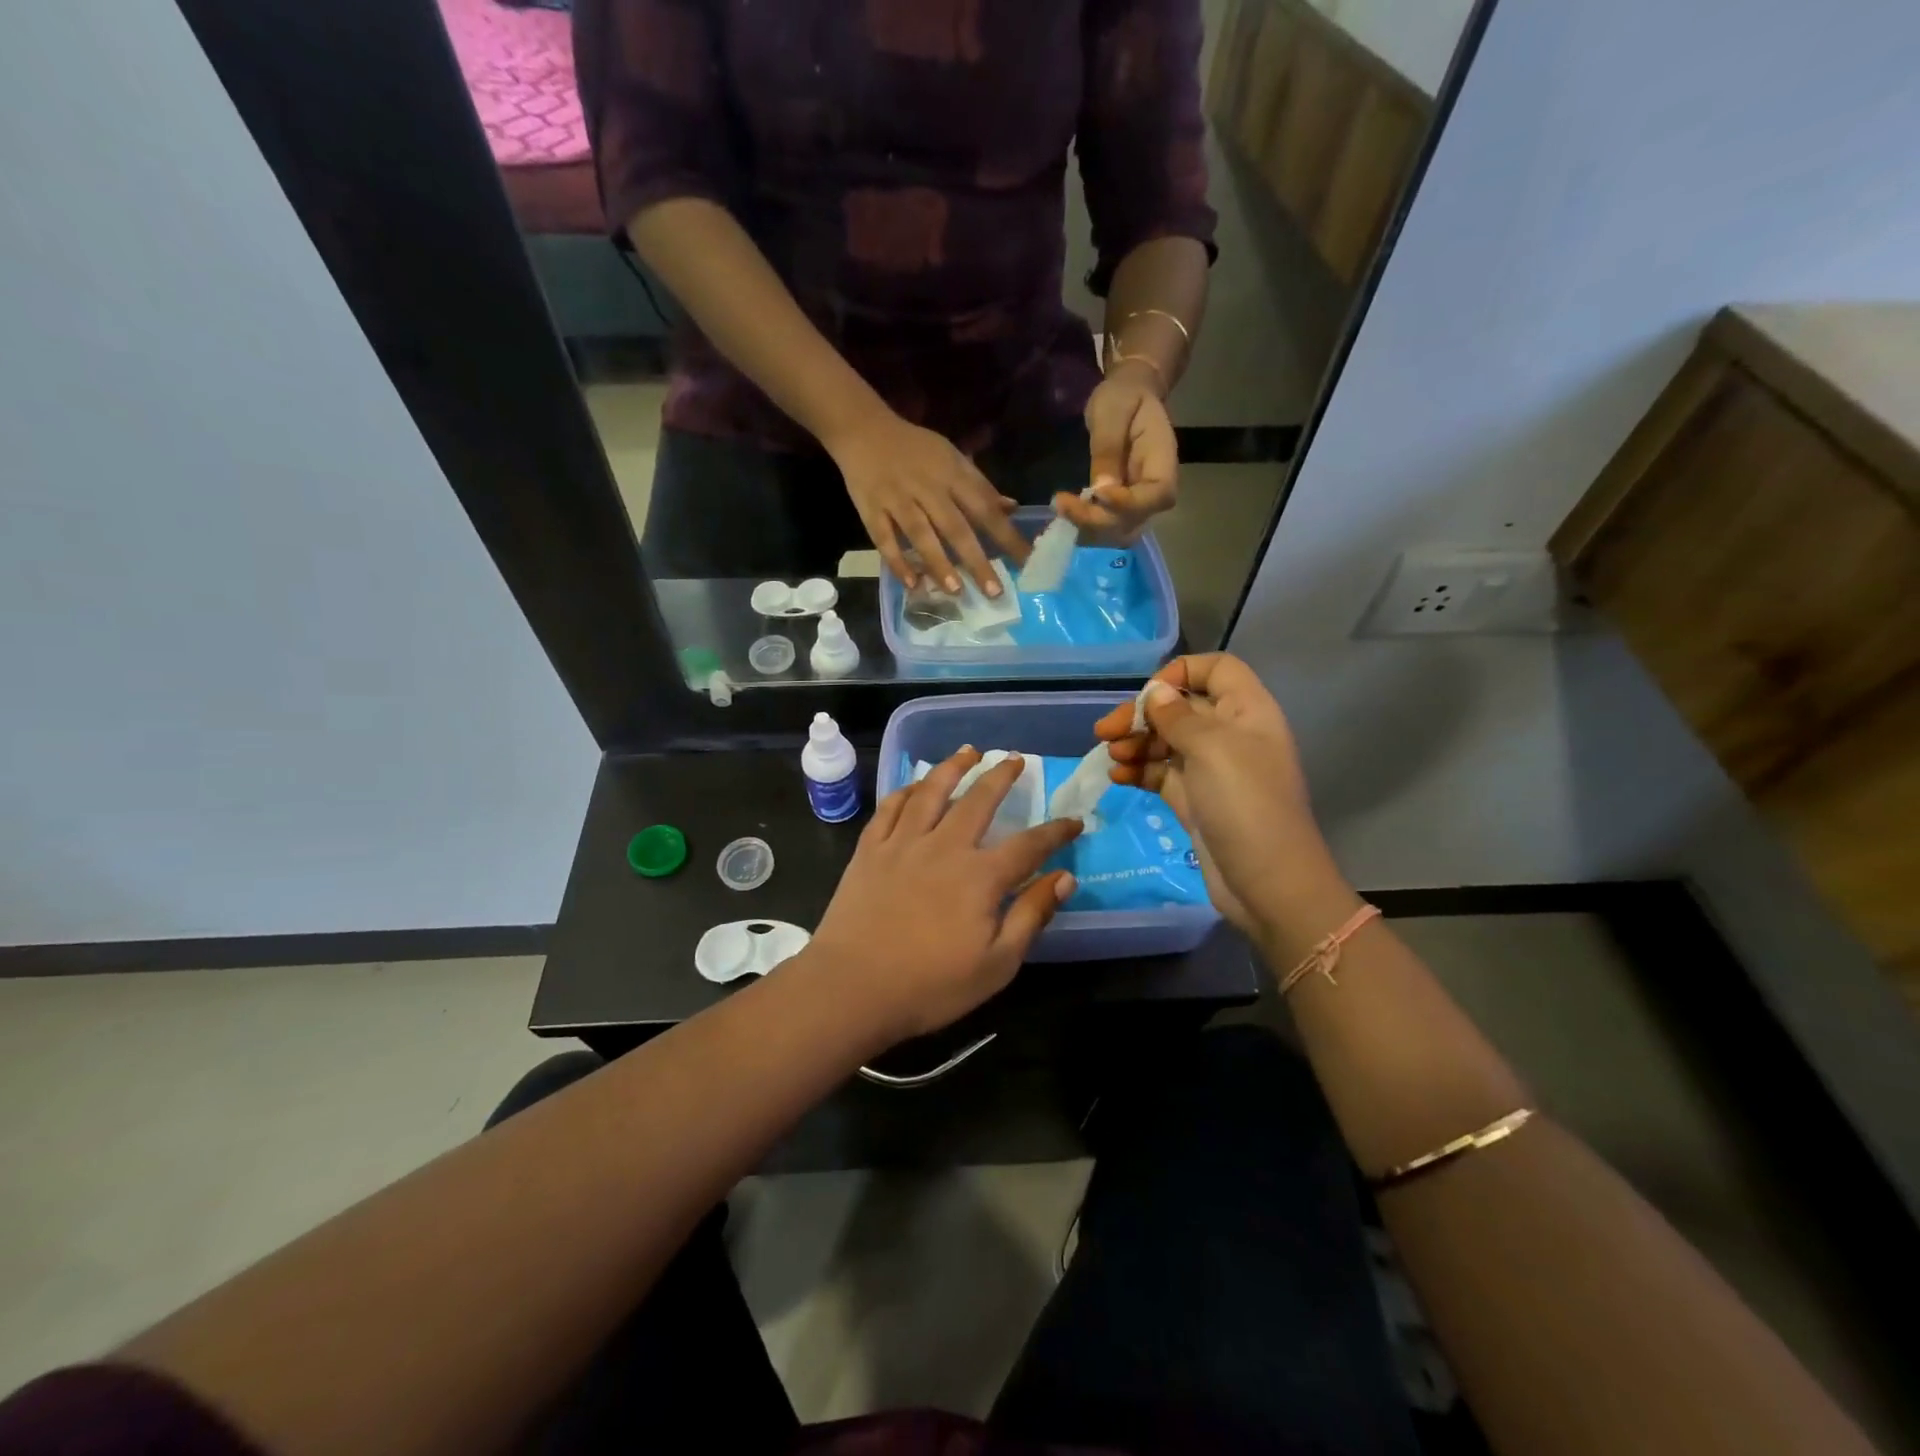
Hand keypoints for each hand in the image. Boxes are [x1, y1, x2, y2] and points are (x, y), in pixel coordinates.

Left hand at [805, 748, 1080, 1045]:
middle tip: (1014, 759)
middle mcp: (944, 847)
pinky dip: (906, 790)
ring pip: (931, 791)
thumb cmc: (930, 985)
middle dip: (1001, 776)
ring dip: (953, 767)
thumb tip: (1065, 877)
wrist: (852, 987)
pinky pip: (890, 807)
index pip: (1028, 845)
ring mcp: (902, 844)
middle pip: (978, 800)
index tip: (1074, 821)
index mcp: (980, 877)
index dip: (1055, 832)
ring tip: (968, 751)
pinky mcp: (869, 850)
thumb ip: (1031, 916)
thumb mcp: (997, 964)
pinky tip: (914, 784)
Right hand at [829, 410, 1029, 595]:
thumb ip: (979, 486)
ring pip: (920, 534)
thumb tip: (1011, 508)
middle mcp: (927, 488)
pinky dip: (897, 561)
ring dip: (938, 563)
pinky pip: (884, 539)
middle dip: (976, 560)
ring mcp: (897, 499)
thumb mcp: (952, 458)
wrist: (863, 429)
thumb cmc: (915, 449)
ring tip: (956, 591)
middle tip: (994, 592)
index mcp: (951, 473)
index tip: (1025, 562)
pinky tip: (912, 584)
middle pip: (955, 527)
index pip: (985, 507)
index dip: (1006, 535)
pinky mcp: (871, 510)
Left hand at [1056, 364, 1178, 544]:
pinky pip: (1105, 524)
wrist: (1128, 396)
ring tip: (1060, 506)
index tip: (1097, 494)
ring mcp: (1138, 501)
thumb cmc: (1124, 398)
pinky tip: (1063, 509)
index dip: (1129, 504)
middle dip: (1098, 520)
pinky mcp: (1119, 506)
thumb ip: (1108, 448)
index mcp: (1164, 460)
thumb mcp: (1113, 411)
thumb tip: (1100, 491)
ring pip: (1118, 530)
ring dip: (1087, 526)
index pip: (1157, 495)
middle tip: (1062, 504)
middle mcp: (1154, 489)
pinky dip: (1084, 523)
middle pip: (1135, 521)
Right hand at [1093, 655, 1351, 938]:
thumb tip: (1156, 691)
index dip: (1181, 673)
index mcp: (1247, 711)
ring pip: (1166, 742)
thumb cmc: (1245, 805)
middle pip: (1181, 707)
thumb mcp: (1212, 749)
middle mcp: (1230, 735)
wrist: (1267, 883)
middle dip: (1142, 715)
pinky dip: (1138, 771)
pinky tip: (1117, 778)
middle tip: (1105, 732)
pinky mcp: (1194, 801)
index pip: (1216, 669)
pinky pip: (1160, 774)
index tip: (1149, 696)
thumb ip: (1178, 716)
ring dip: (1135, 744)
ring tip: (1111, 758)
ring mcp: (1211, 770)